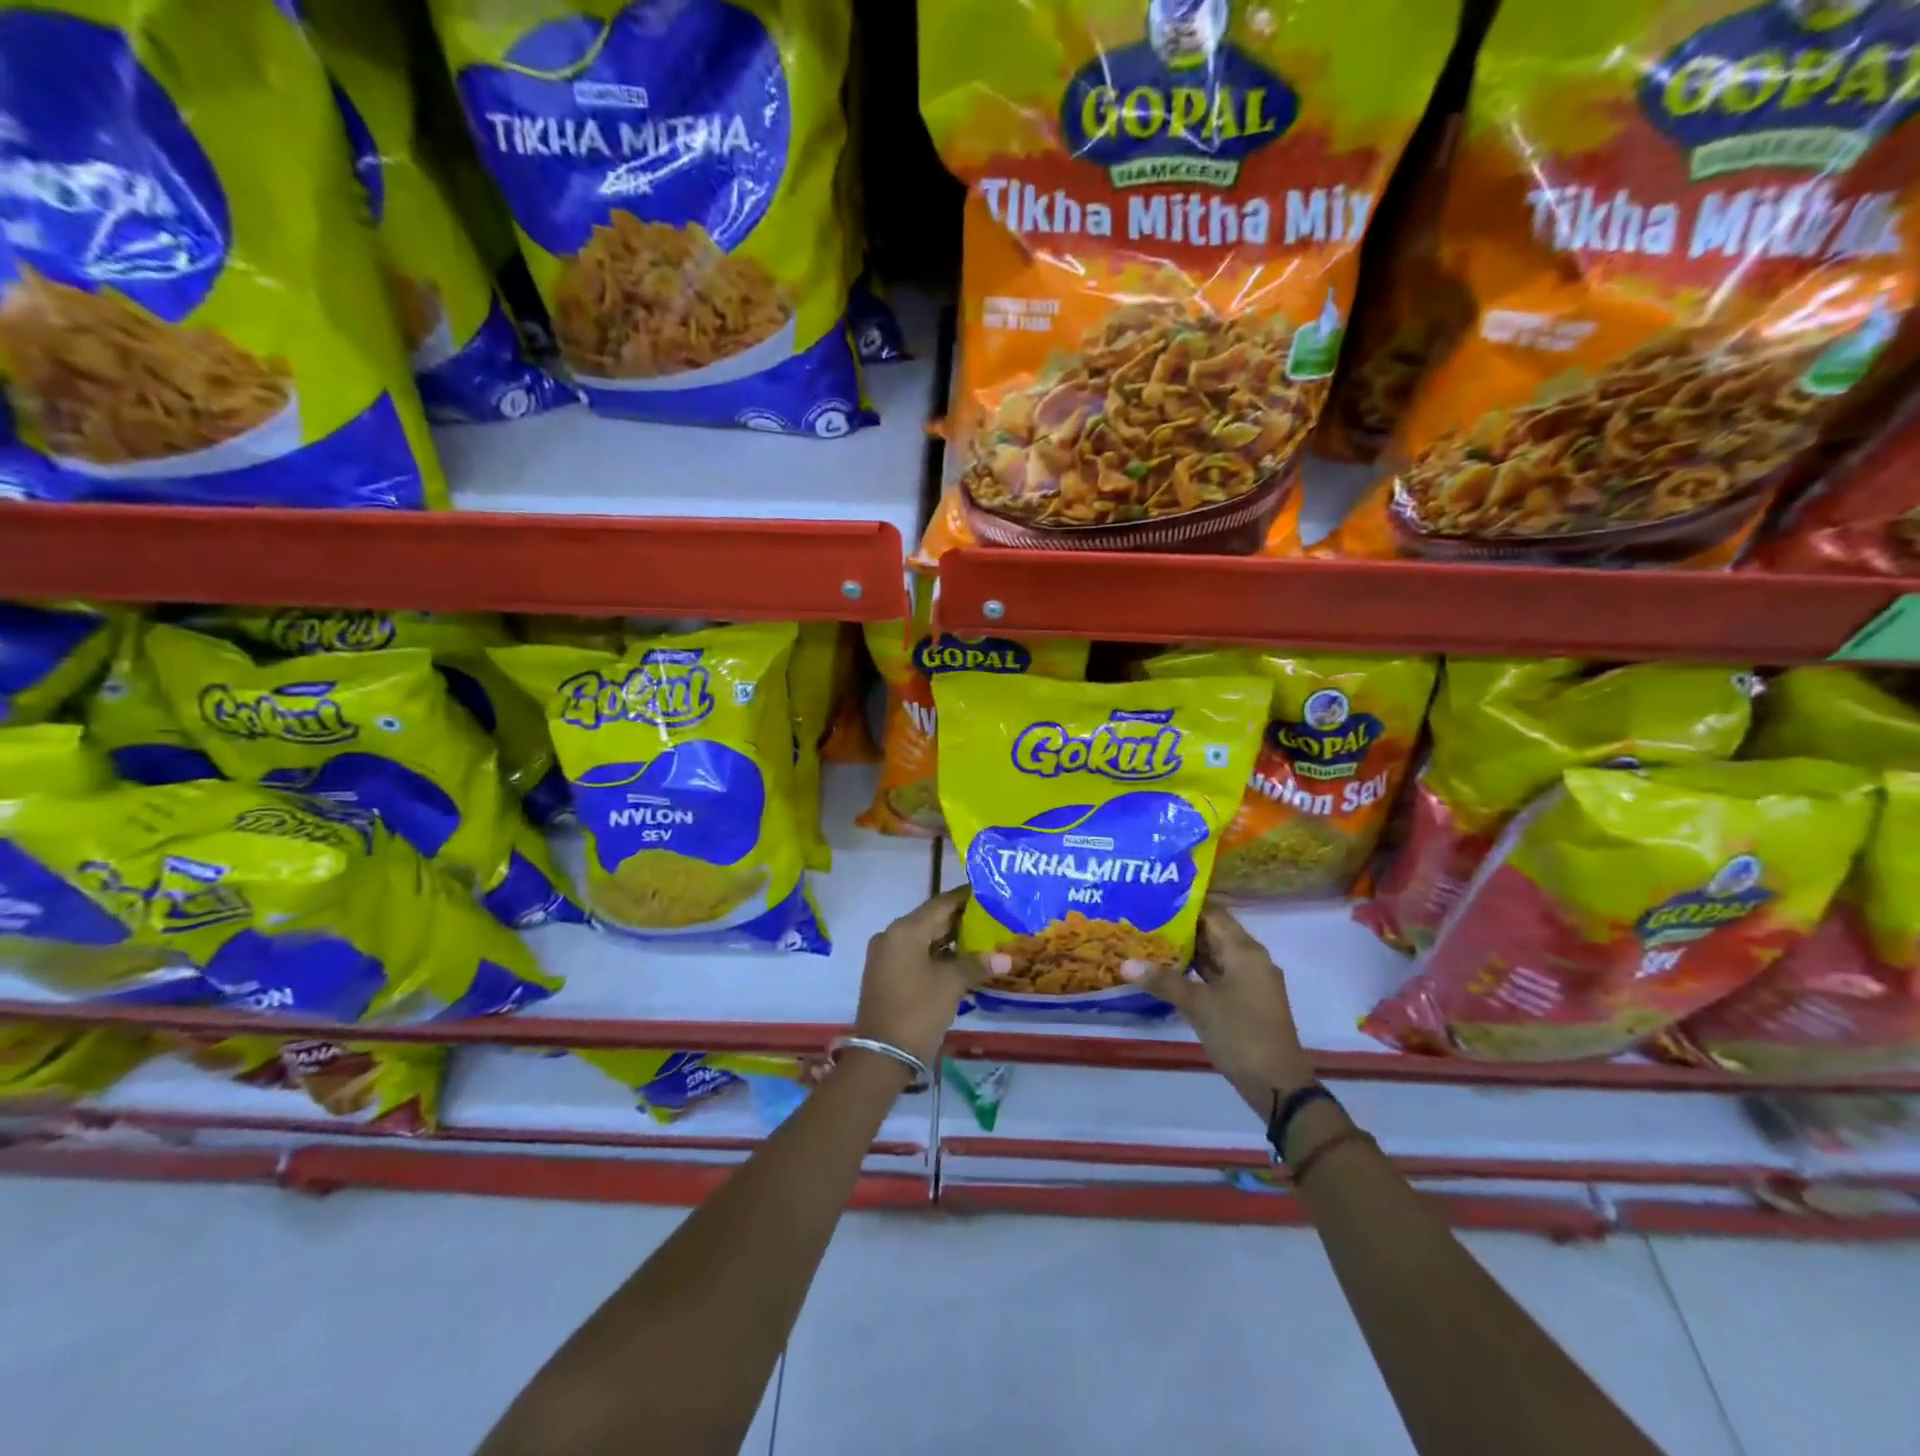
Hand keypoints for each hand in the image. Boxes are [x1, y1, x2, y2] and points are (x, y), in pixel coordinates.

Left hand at [852, 887, 986, 1068]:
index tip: (989, 893)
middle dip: (960, 919)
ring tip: (983, 937)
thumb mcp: (951, 985)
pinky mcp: (885, 973)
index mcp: (905, 930)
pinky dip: (937, 954)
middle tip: (992, 916)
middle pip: (931, 919)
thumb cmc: (918, 1011)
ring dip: (950, 938)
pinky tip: (961, 960)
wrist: (882, 1056)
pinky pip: (915, 953)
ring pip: (923, 937)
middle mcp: (891, 935)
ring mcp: (886, 955)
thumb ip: (977, 964)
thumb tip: (1006, 958)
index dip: (965, 898)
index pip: (941, 903)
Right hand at [1126, 901, 1314, 1109]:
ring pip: (1215, 954)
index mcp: (1245, 951)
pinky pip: (1218, 974)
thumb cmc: (1240, 1035)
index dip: (1184, 904)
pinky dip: (1196, 970)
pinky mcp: (1246, 1000)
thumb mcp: (1198, 1006)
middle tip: (1144, 918)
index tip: (1153, 897)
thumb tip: (1125, 963)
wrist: (1278, 1085)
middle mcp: (1251, 958)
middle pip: (1213, 932)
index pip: (1213, 913)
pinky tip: (1169, 971)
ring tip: (1149, 940)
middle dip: (1180, 926)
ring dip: (1187, 949)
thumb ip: (1163, 981)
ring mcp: (1250, 980)